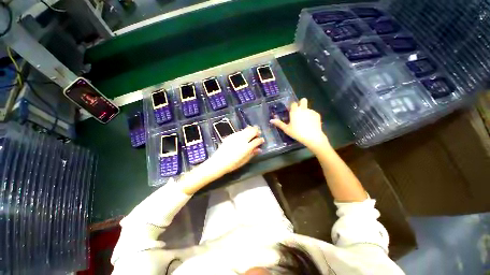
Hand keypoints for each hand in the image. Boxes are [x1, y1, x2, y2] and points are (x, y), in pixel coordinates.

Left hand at [208, 126, 264, 174]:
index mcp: (247, 147)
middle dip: (257, 131)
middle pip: (252, 131)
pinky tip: (244, 133)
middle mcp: (242, 140)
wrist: (219, 162)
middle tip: (258, 133)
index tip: (262, 140)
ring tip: (253, 131)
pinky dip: (244, 131)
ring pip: (246, 129)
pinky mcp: (231, 135)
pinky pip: (240, 131)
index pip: (257, 141)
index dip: (261, 140)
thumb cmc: (232, 164)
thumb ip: (252, 154)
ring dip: (251, 129)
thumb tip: (259, 149)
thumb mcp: (244, 161)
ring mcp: (236, 136)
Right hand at [270, 98, 329, 149]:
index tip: (291, 112)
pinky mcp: (317, 115)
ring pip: (308, 108)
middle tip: (299, 112)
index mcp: (295, 111)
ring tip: (304, 122)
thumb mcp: (287, 129)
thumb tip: (271, 120)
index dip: (292, 106)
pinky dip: (311, 117)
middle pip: (303, 100)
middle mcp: (303, 109)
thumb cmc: (297, 133)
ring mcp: (311, 111)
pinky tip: (310, 124)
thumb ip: (279, 123)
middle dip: (301, 103)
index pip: (293, 103)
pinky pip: (313, 113)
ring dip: (305, 112)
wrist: (313, 137)